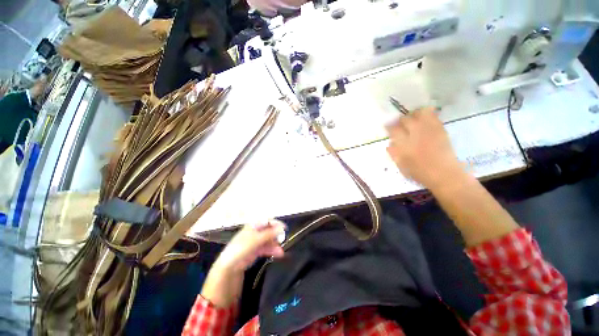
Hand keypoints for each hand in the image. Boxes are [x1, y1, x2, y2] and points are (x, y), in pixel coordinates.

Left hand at [201, 221, 285, 307]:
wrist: (229, 266)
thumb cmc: (242, 248)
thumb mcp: (256, 239)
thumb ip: (270, 233)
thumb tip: (282, 227)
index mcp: (253, 226)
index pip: (267, 221)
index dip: (276, 223)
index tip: (284, 228)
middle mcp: (255, 232)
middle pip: (268, 230)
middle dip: (276, 235)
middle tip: (283, 239)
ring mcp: (255, 242)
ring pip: (268, 240)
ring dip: (275, 244)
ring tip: (281, 250)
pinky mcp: (256, 251)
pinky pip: (266, 248)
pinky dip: (272, 250)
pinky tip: (279, 254)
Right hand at [386, 107, 463, 189]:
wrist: (444, 174)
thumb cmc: (420, 172)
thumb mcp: (401, 166)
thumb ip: (394, 153)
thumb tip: (389, 143)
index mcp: (404, 144)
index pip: (393, 130)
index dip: (389, 127)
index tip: (387, 127)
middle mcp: (416, 134)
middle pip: (405, 119)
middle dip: (400, 121)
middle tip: (400, 124)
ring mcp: (429, 130)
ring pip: (420, 113)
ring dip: (414, 115)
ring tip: (412, 119)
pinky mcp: (440, 129)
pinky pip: (433, 116)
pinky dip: (427, 114)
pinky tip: (424, 119)